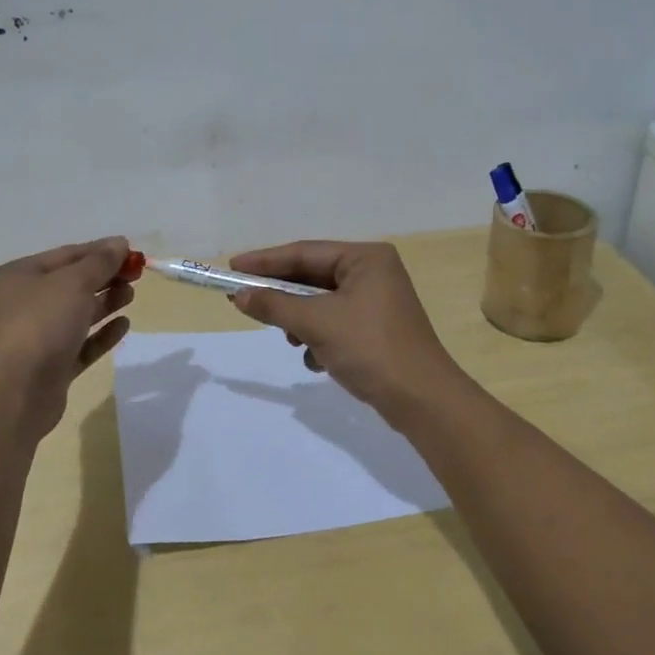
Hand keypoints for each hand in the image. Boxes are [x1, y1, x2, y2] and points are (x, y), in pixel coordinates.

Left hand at [0, 236, 135, 442]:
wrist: (15, 394)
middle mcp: (23, 304)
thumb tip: (119, 243)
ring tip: (131, 295)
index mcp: (19, 276)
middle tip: (136, 275)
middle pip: (71, 284)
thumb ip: (99, 262)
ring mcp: (36, 338)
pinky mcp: (51, 367)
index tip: (131, 251)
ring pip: (77, 314)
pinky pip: (81, 344)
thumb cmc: (40, 325)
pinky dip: (101, 334)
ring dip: (105, 303)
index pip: (66, 255)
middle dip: (104, 277)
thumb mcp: (73, 283)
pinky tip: (124, 325)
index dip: (100, 251)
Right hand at [226, 240, 466, 421]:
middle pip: (312, 277)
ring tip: (288, 338)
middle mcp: (373, 272)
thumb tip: (240, 295)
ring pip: (321, 303)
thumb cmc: (371, 349)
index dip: (265, 261)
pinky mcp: (375, 329)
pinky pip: (335, 323)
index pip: (305, 253)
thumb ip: (275, 306)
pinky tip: (315, 359)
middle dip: (282, 295)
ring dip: (300, 321)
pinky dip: (319, 338)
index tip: (232, 268)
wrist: (422, 401)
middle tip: (243, 300)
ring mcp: (376, 302)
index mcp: (366, 258)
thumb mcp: (317, 324)